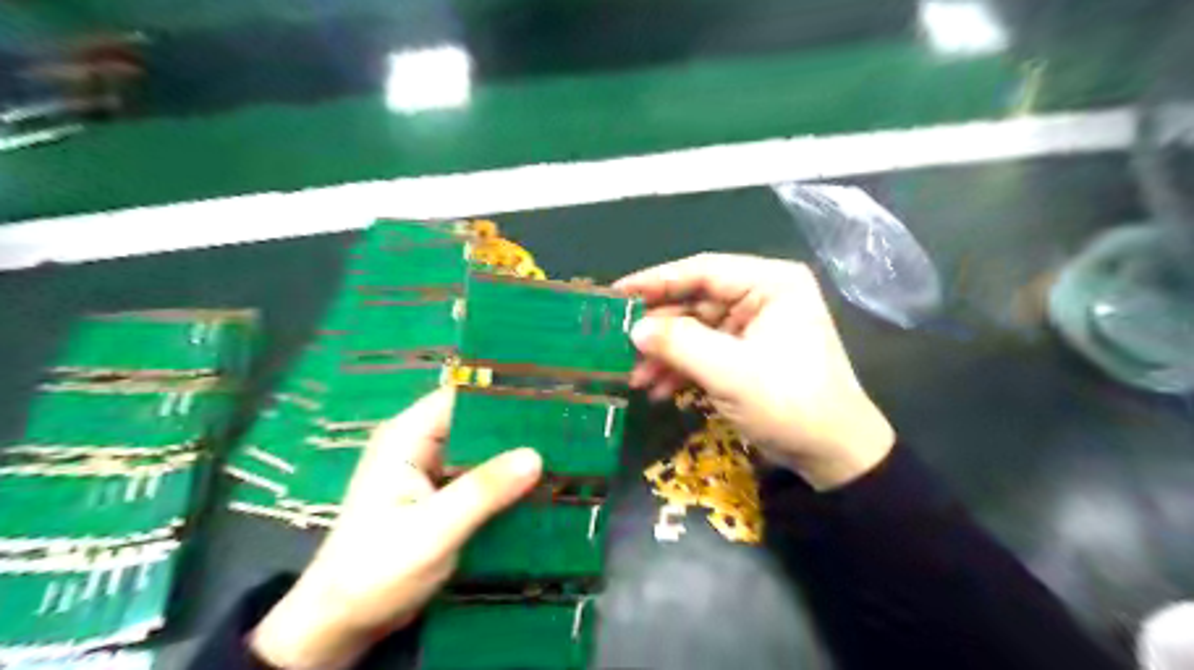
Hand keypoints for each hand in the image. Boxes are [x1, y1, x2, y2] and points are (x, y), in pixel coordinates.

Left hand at [257, 390, 544, 666]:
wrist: (341, 623)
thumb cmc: (376, 571)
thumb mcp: (432, 531)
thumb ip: (482, 491)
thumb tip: (536, 456)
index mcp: (407, 438)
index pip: (461, 397)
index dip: (503, 394)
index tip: (548, 398)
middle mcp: (418, 445)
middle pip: (475, 422)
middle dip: (515, 426)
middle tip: (566, 428)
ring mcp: (429, 471)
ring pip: (480, 450)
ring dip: (513, 453)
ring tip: (563, 450)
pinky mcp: (438, 495)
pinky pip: (478, 476)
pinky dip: (503, 478)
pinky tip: (538, 483)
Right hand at [621, 254, 888, 489]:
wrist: (833, 455)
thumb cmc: (790, 404)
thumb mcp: (731, 373)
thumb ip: (679, 344)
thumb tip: (634, 329)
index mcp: (770, 283)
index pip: (702, 271)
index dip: (656, 281)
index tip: (616, 293)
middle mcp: (762, 297)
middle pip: (695, 302)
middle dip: (659, 329)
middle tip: (618, 344)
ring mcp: (754, 327)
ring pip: (696, 330)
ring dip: (666, 354)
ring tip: (634, 377)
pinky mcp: (748, 354)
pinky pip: (706, 352)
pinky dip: (682, 369)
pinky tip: (658, 389)